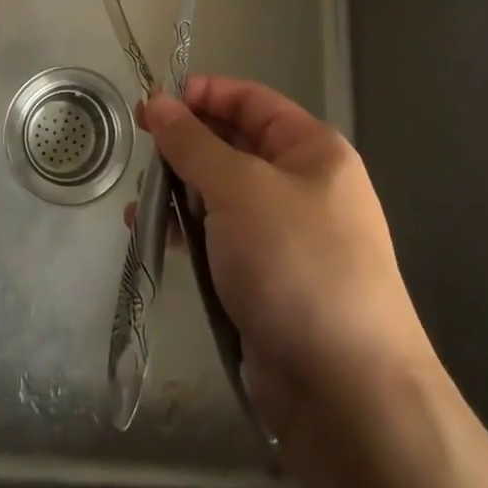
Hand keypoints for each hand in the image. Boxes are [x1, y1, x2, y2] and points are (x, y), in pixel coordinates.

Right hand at [141, 76, 436, 438]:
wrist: (348, 393)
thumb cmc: (296, 263)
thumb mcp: (239, 189)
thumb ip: (193, 144)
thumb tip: (158, 102)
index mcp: (312, 150)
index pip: (251, 100)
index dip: (202, 94)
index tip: (154, 103)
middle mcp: (303, 184)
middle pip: (233, 145)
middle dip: (185, 146)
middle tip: (140, 151)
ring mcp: (286, 234)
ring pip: (222, 193)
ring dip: (179, 192)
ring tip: (139, 203)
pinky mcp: (268, 278)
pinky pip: (220, 236)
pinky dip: (187, 231)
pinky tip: (151, 236)